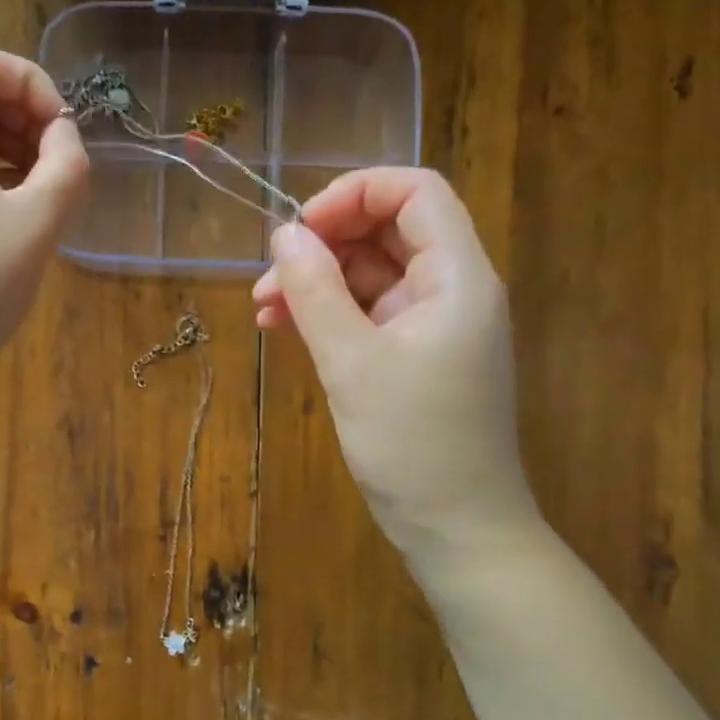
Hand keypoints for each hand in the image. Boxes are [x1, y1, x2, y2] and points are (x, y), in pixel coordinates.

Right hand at [252, 168, 537, 557]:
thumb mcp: (352, 362)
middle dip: (323, 243)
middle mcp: (449, 289)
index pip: (415, 192)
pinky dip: (326, 314)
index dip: (355, 193)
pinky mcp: (412, 355)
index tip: (300, 228)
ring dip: (315, 281)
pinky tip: (282, 328)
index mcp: (456, 276)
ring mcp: (430, 324)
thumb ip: (314, 290)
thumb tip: (283, 234)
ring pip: (369, 273)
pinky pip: (365, 313)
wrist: (456, 528)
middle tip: (269, 276)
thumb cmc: (413, 443)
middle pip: (387, 230)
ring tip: (262, 308)